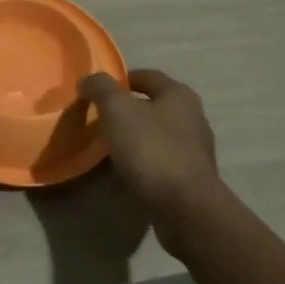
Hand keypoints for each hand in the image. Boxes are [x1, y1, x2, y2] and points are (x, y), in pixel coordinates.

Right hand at [79, 69, 221, 215]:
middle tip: (100, 118)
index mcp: (179, 95)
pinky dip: (145, 161)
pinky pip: (163, 160)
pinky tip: (128, 171)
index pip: (147, 75)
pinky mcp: (192, 178)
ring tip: (110, 147)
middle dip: (128, 109)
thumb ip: (101, 88)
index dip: (121, 79)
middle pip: (154, 105)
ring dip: (137, 137)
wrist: (186, 207)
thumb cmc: (151, 149)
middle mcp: (193, 117)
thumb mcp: (118, 110)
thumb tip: (88, 79)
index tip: (98, 90)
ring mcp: (195, 150)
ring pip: (159, 134)